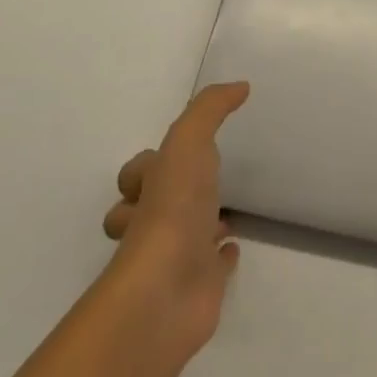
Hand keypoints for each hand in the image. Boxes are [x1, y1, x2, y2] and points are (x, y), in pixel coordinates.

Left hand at [102, 82, 248, 359]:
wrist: (167, 290)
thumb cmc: (173, 209)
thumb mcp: (188, 141)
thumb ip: (210, 108)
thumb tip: (241, 86)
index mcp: (147, 190)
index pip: (136, 176)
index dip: (145, 167)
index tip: (168, 157)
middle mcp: (155, 223)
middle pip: (150, 208)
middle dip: (165, 198)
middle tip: (197, 187)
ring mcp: (177, 257)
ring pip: (182, 236)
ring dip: (196, 225)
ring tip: (221, 214)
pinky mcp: (201, 285)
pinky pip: (211, 268)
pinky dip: (220, 258)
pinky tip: (233, 248)